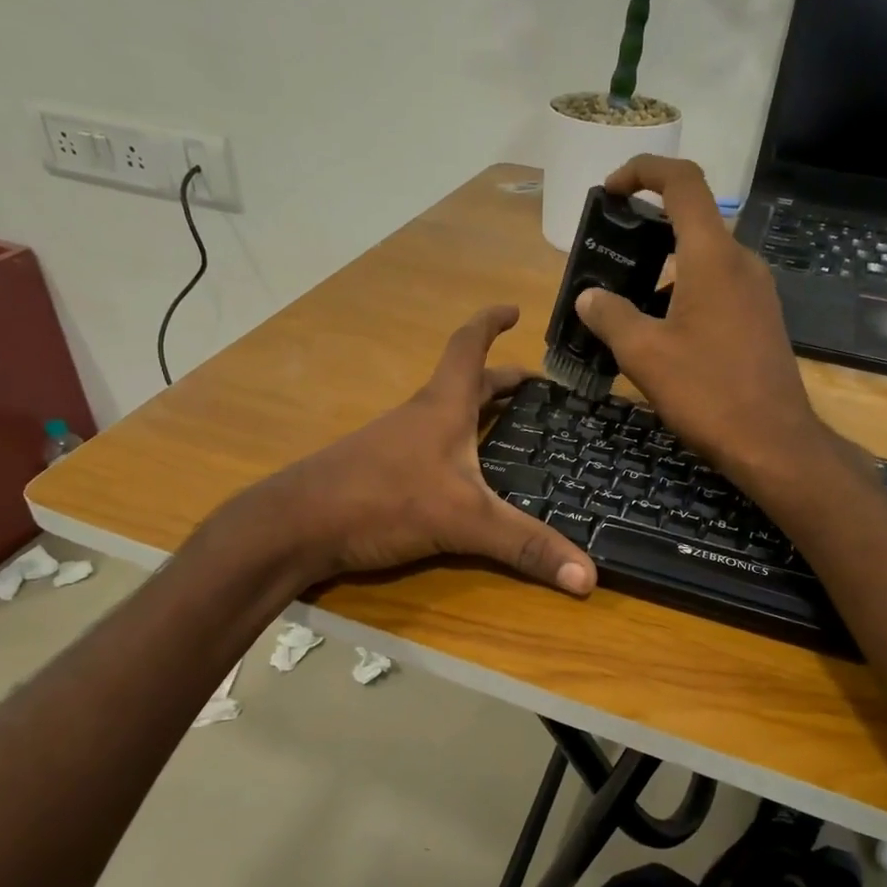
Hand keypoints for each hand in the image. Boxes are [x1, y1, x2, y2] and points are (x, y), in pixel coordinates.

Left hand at [259, 305, 596, 594]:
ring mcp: (396, 444)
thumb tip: (589, 577)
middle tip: (537, 390)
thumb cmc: (381, 500)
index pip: (469, 347)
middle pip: (465, 384)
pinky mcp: (382, 472)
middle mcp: (420, 417)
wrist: (296, 525)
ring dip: (478, 414)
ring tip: (512, 431)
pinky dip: (457, 447)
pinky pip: (432, 448)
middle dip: (502, 381)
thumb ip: (524, 546)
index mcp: (442, 407)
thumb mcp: (464, 521)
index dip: (491, 323)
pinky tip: (467, 477)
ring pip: (446, 416)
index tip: (515, 310)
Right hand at [574, 156, 841, 491]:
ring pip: (702, 260)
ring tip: (625, 305)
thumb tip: (588, 296)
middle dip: (646, 230)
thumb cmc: (707, 392)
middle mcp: (741, 262)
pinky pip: (717, 288)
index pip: (683, 182)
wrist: (773, 443)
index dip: (643, 170)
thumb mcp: (644, 355)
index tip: (610, 190)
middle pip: (692, 221)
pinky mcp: (761, 319)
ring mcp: (756, 292)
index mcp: (712, 257)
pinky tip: (661, 334)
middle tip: (608, 259)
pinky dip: (684, 293)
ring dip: (662, 270)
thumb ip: (611, 316)